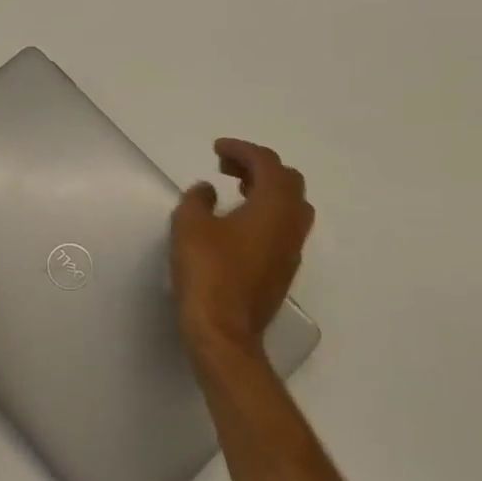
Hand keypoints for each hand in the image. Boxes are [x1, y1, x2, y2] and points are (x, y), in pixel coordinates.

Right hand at [171, 139, 314, 363]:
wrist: (224, 331)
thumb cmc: (207, 272)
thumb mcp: (190, 226)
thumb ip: (198, 199)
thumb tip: (208, 191)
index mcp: (273, 206)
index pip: (267, 163)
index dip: (242, 149)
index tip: (217, 148)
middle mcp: (291, 224)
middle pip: (288, 180)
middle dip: (258, 166)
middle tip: (227, 166)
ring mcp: (291, 250)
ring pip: (291, 205)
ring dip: (266, 190)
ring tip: (236, 189)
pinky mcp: (283, 270)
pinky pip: (284, 227)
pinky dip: (266, 213)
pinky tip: (238, 223)